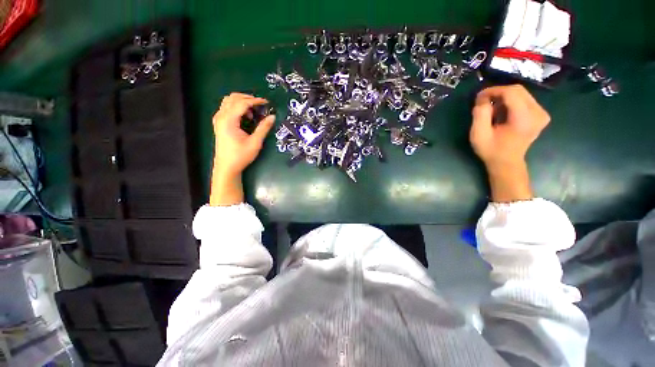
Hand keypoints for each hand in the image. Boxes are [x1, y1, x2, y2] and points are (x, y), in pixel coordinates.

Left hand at [210, 93, 274, 205]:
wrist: (227, 167)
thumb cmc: (240, 156)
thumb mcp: (255, 143)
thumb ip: (263, 128)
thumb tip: (272, 117)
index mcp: (228, 120)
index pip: (242, 103)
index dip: (255, 101)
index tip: (267, 103)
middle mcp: (221, 116)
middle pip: (233, 97)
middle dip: (248, 98)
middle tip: (260, 106)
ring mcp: (218, 119)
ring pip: (228, 101)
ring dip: (242, 102)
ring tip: (253, 112)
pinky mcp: (219, 123)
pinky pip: (227, 108)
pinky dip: (237, 107)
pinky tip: (245, 117)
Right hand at [470, 85, 549, 201]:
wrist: (507, 163)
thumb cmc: (491, 150)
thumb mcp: (478, 134)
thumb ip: (480, 114)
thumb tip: (482, 98)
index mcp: (524, 119)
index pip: (512, 93)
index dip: (493, 90)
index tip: (479, 97)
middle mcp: (538, 113)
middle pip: (518, 90)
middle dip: (498, 92)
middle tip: (483, 101)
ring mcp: (542, 113)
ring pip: (522, 93)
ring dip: (504, 97)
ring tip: (491, 108)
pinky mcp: (541, 114)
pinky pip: (525, 99)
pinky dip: (511, 101)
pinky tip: (502, 112)